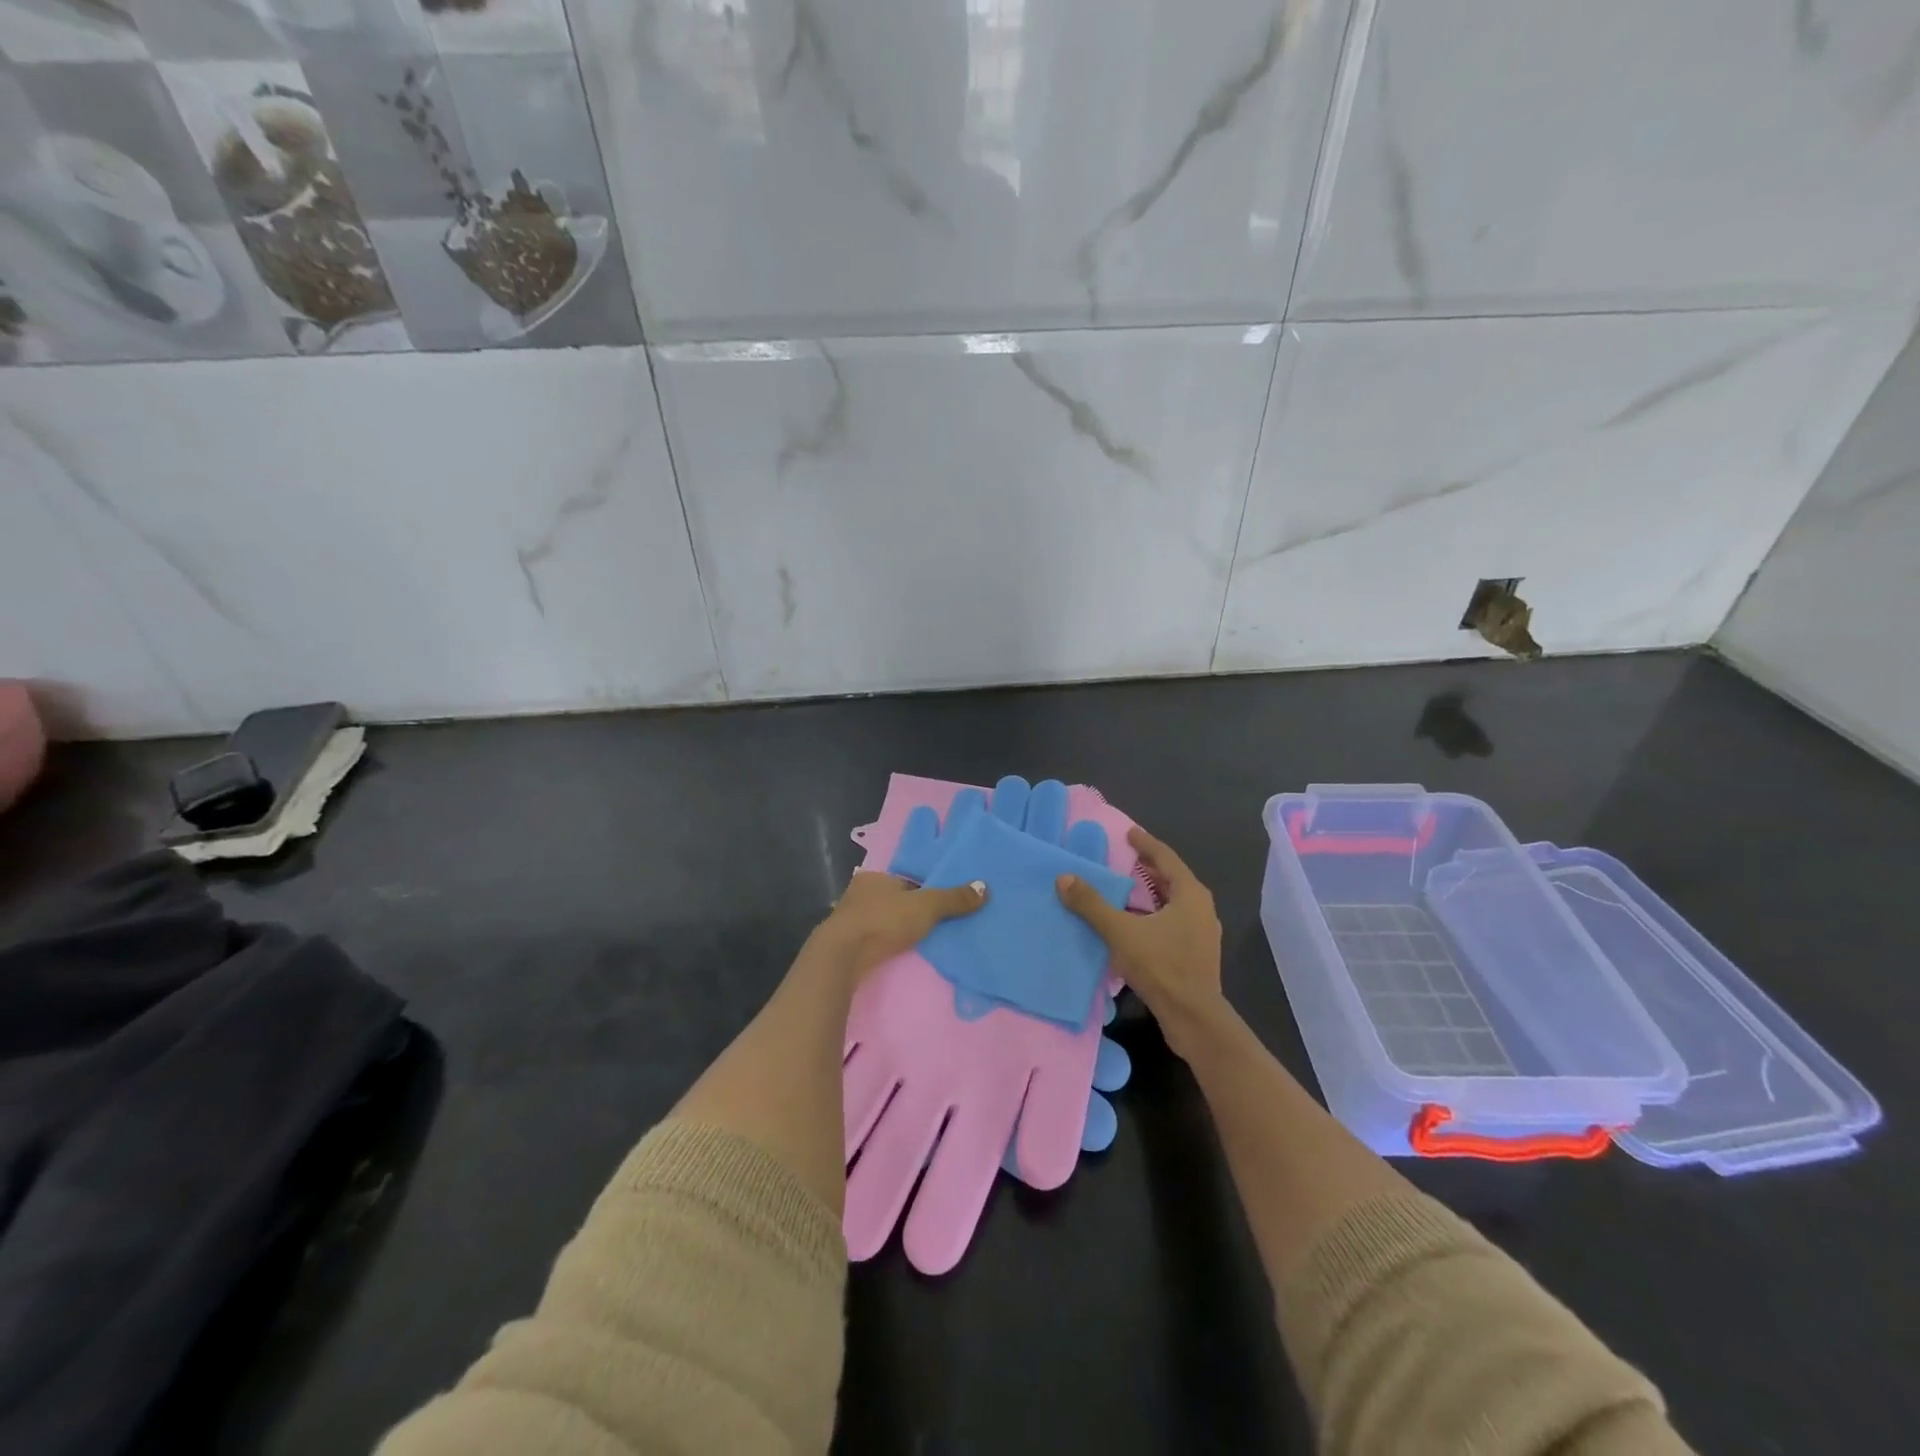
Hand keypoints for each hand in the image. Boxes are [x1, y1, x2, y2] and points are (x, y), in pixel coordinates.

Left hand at [810, 869, 987, 982]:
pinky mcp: (844, 943)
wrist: (842, 956)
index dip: (924, 890)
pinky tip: (897, 952)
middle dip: (910, 910)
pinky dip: (885, 943)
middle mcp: (859, 892)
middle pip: (893, 899)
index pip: (906, 879)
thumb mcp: (926, 907)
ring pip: (881, 919)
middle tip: (934, 923)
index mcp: (875, 876)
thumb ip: (954, 898)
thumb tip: (985, 887)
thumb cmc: (883, 921)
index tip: (939, 904)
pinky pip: (872, 939)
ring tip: (919, 940)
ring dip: (896, 928)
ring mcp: (848, 918)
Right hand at [1057, 826, 1223, 1056]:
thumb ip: (1091, 904)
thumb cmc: (1161, 966)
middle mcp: (1201, 908)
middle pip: (1172, 878)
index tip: (1128, 833)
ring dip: (1150, 893)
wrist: (1193, 1017)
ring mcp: (1201, 933)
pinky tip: (1134, 923)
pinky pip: (1173, 921)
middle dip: (1148, 867)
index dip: (1145, 844)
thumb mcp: (1120, 931)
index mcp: (1190, 894)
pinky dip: (1153, 914)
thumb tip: (1064, 878)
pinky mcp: (1196, 953)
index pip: (1166, 858)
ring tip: (1124, 888)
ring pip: (1173, 902)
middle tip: (1123, 858)